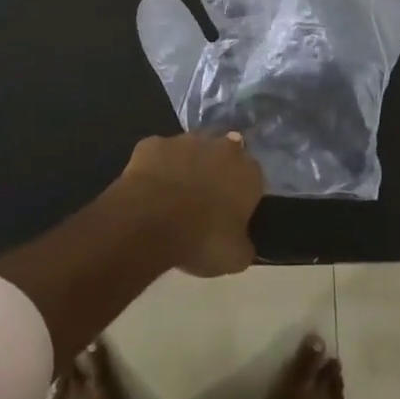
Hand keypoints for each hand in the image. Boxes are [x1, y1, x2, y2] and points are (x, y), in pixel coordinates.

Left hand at [119, 131, 263, 277]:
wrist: (150, 224)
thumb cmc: (202, 240)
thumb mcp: (235, 258)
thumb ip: (244, 245)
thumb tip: (243, 245)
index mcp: (248, 172)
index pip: (252, 176)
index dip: (240, 193)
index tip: (229, 211)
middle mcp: (221, 147)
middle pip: (223, 153)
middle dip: (215, 170)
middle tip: (202, 199)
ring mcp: (185, 140)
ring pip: (190, 149)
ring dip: (185, 165)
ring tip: (172, 195)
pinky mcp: (152, 143)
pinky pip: (157, 154)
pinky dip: (155, 167)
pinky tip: (147, 189)